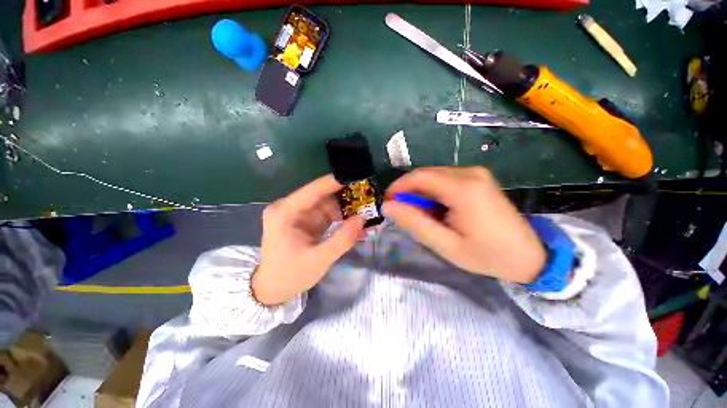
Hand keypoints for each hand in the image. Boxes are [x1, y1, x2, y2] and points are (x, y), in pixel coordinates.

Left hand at [252, 175, 364, 305]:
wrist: (273, 289)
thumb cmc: (290, 275)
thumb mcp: (319, 260)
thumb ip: (342, 239)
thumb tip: (363, 218)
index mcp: (285, 212)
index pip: (313, 190)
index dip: (336, 182)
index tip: (359, 177)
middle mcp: (291, 207)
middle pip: (322, 195)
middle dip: (346, 196)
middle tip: (369, 196)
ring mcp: (300, 214)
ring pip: (328, 204)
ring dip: (347, 208)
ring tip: (368, 210)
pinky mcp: (307, 221)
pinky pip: (328, 214)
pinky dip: (343, 218)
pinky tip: (357, 223)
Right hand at [383, 167, 545, 282]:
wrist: (530, 256)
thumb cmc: (486, 255)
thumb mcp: (445, 244)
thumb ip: (414, 222)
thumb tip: (388, 206)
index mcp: (463, 188)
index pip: (418, 177)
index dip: (398, 187)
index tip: (387, 203)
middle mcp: (470, 173)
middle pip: (426, 174)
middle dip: (409, 192)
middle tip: (403, 213)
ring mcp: (477, 173)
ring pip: (434, 176)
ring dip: (422, 193)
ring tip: (422, 215)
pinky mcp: (479, 178)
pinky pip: (446, 179)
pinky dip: (434, 192)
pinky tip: (438, 209)